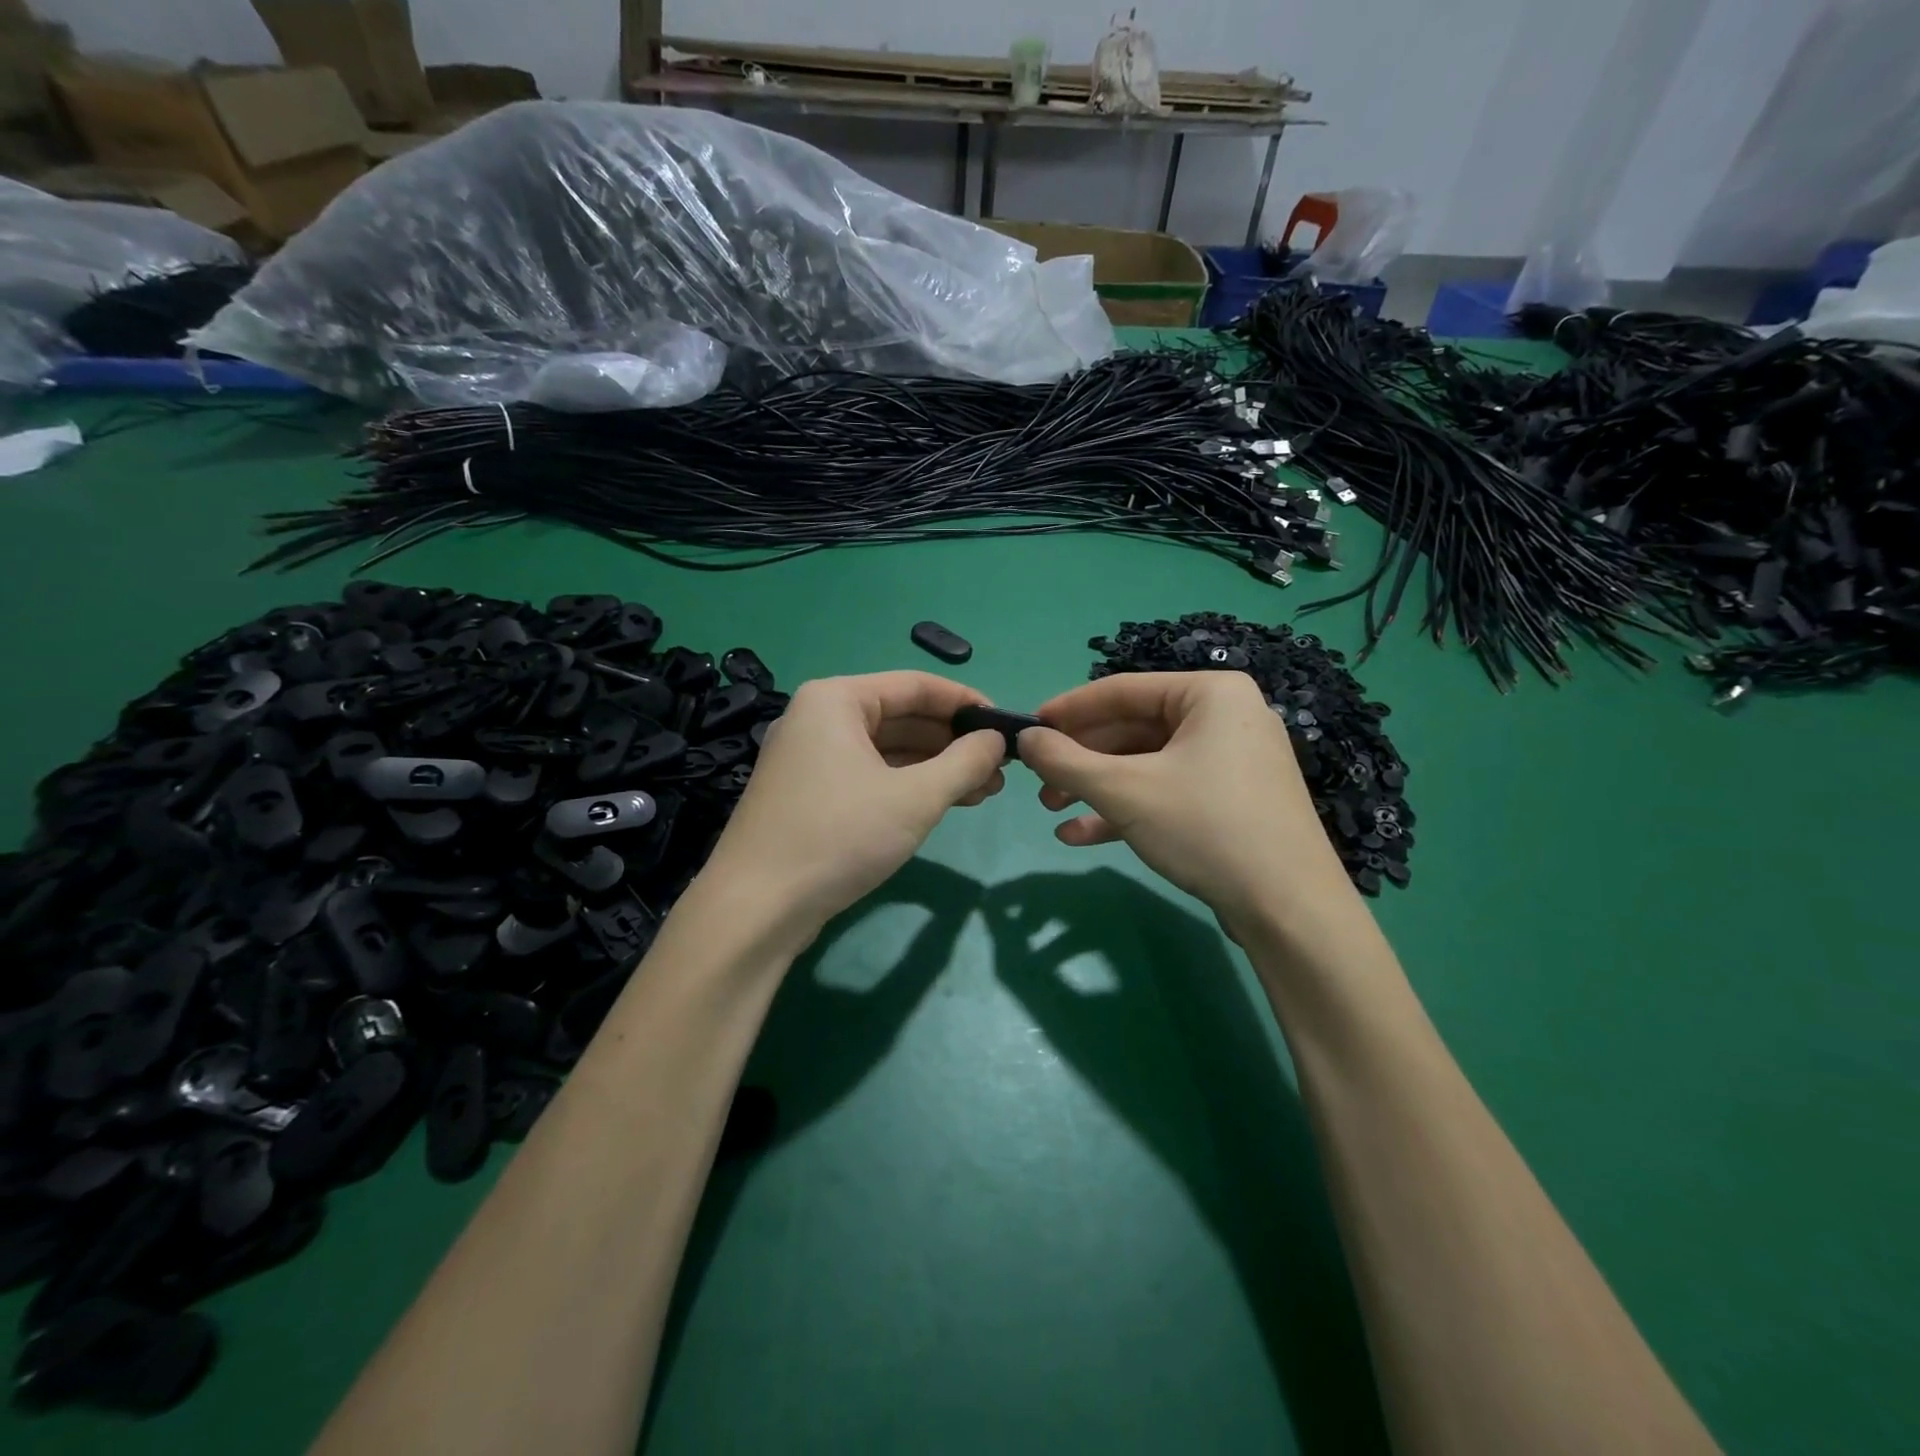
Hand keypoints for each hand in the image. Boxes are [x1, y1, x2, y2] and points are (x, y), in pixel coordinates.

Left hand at [702, 672, 1005, 934]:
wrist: (757, 908)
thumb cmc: (839, 836)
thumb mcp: (915, 797)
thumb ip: (964, 762)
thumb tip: (997, 740)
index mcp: (836, 700)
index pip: (916, 685)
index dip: (966, 703)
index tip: (1006, 726)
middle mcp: (819, 719)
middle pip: (902, 717)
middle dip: (954, 743)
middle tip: (1000, 769)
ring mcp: (811, 758)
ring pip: (888, 750)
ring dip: (936, 768)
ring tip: (985, 792)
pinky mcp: (810, 795)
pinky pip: (870, 775)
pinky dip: (908, 786)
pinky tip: (944, 804)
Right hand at [1016, 671, 1361, 944]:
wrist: (1289, 910)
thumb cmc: (1205, 828)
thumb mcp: (1124, 791)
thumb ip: (1066, 761)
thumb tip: (1024, 739)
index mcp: (1210, 694)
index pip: (1122, 690)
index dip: (1067, 710)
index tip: (1026, 729)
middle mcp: (1225, 717)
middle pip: (1132, 729)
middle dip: (1080, 759)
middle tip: (1037, 779)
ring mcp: (1231, 762)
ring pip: (1146, 765)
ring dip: (1096, 787)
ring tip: (1051, 809)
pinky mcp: (1231, 801)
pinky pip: (1168, 792)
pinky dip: (1126, 809)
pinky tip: (1080, 835)